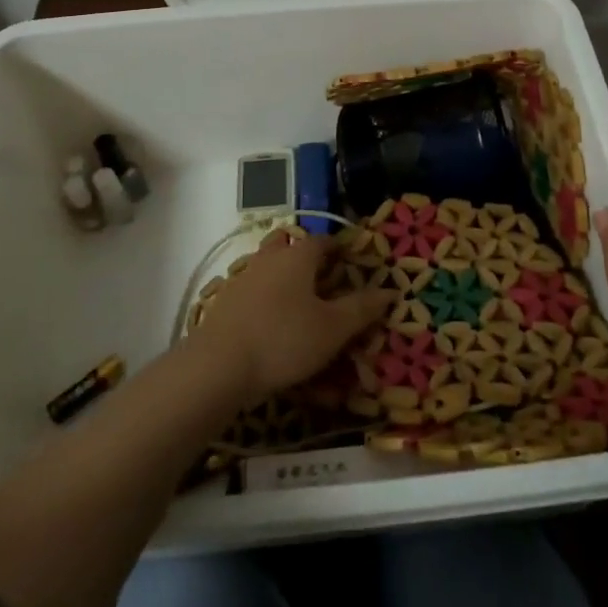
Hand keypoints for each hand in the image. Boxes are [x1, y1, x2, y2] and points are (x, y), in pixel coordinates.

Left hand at [192, 231, 390, 406]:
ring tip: (298, 302)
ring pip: (266, 265)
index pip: (323, 240)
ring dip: (282, 275)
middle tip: (322, 277)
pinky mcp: (224, 302)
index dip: (340, 249)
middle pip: (288, 243)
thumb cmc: (284, 339)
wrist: (218, 365)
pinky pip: (251, 290)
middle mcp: (269, 258)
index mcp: (298, 256)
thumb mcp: (332, 328)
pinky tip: (269, 322)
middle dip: (305, 254)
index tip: (353, 263)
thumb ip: (361, 308)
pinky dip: (263, 298)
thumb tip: (390, 290)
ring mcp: (242, 278)